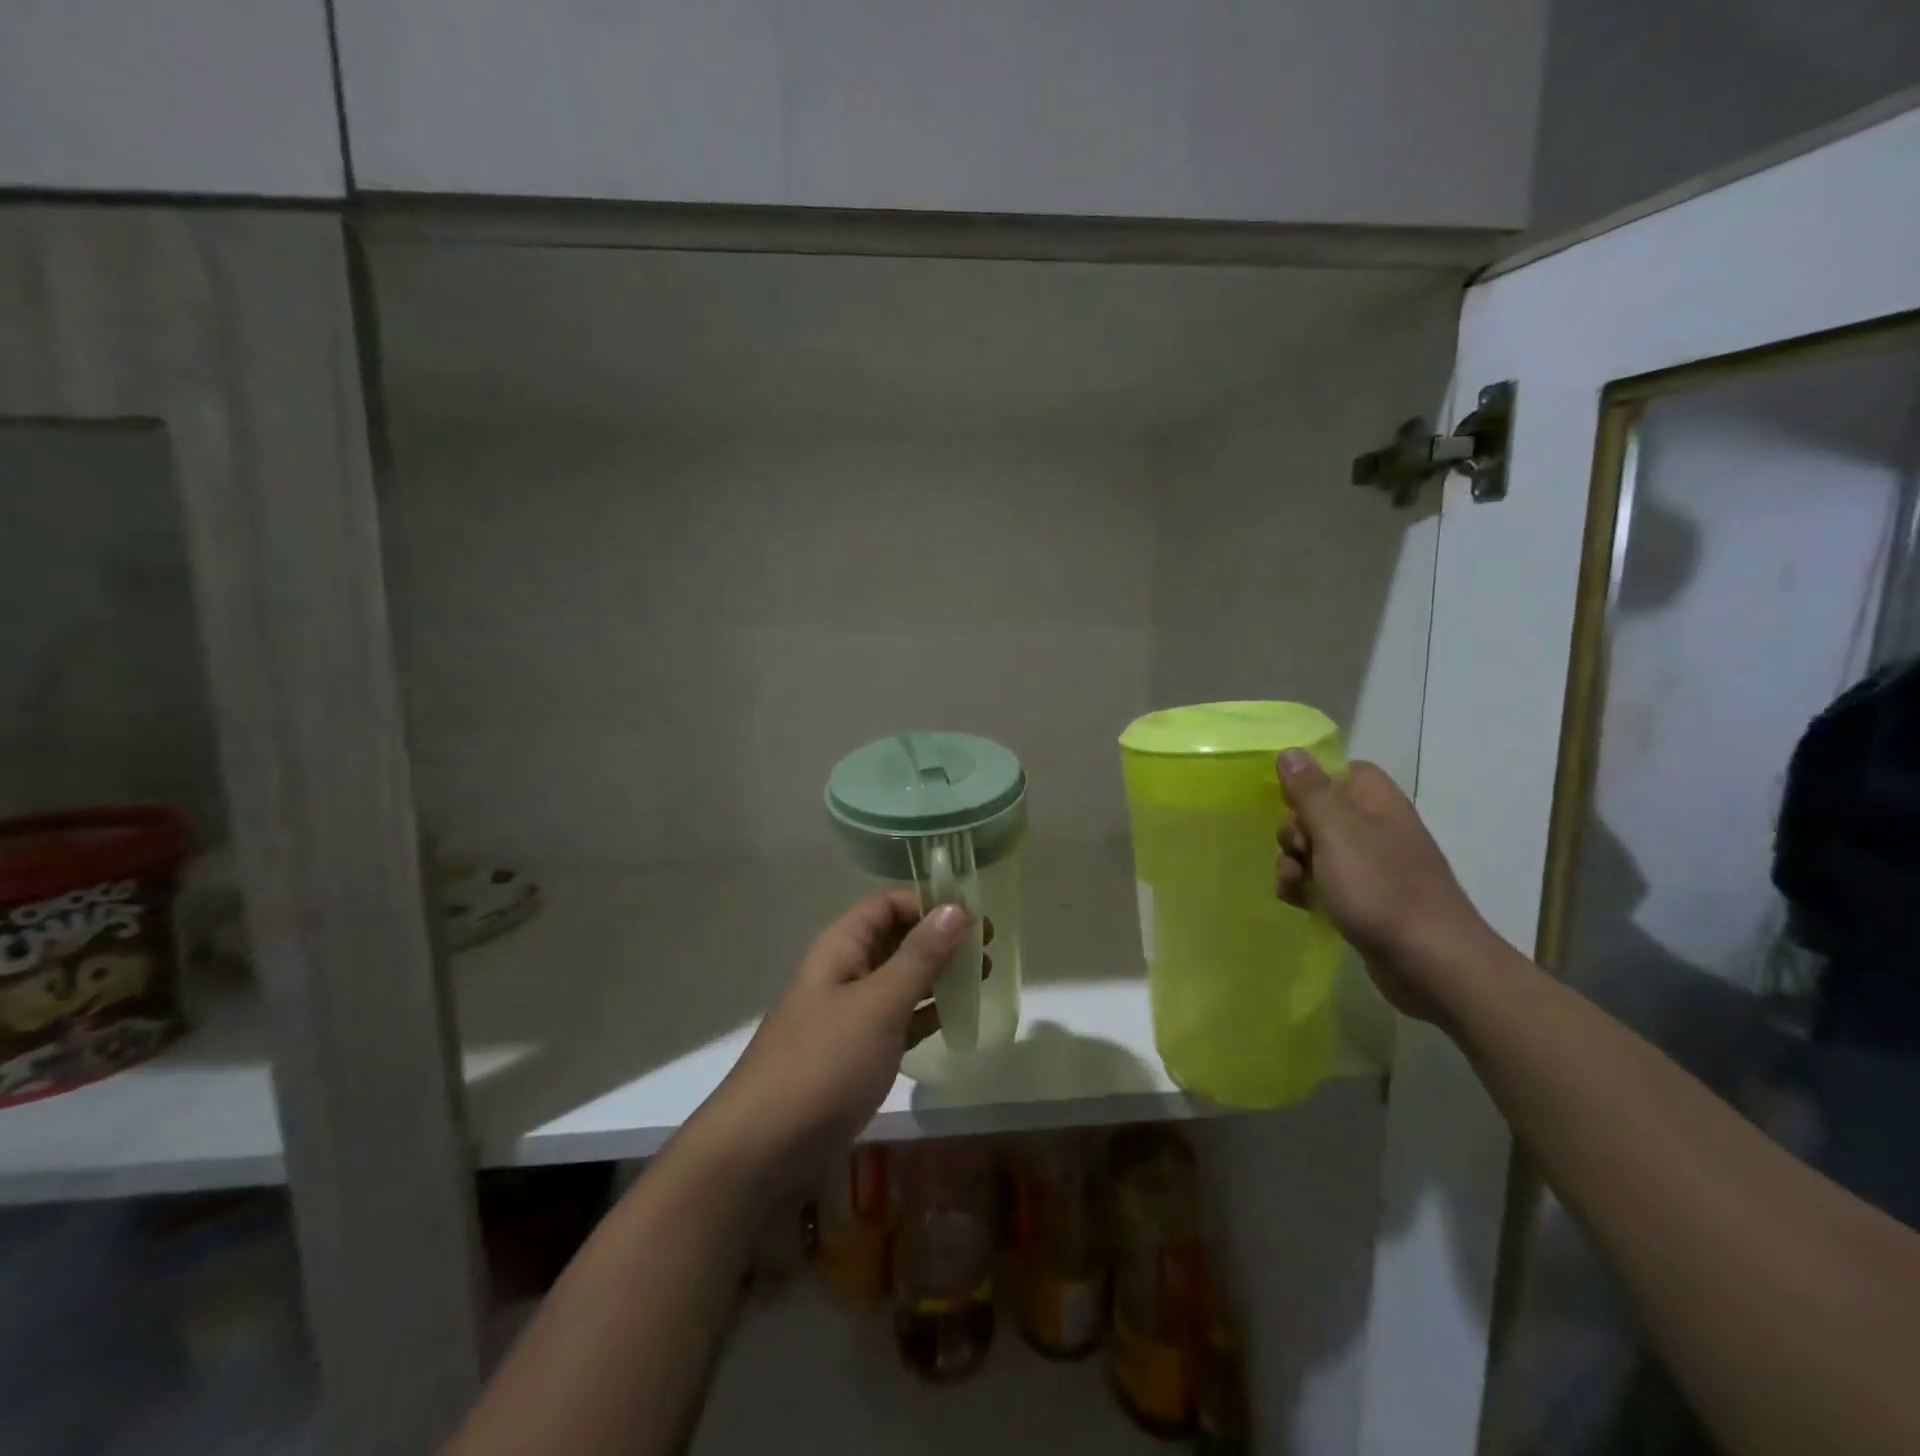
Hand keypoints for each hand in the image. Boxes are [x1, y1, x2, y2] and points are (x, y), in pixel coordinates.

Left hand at [691, 890, 970, 1189]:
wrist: (763, 1150)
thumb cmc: (824, 1063)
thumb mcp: (878, 1004)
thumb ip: (919, 957)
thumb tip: (955, 908)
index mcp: (841, 947)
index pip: (888, 904)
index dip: (929, 902)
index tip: (976, 914)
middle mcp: (844, 972)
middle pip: (896, 940)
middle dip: (940, 939)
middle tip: (988, 948)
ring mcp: (849, 1015)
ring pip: (900, 981)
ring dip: (938, 976)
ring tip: (983, 978)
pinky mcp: (856, 1054)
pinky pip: (899, 1020)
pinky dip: (926, 1015)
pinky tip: (958, 1019)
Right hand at [1275, 750, 1496, 1022]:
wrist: (1432, 964)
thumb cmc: (1381, 889)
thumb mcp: (1336, 833)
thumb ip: (1310, 792)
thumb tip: (1291, 751)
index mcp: (1376, 802)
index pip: (1341, 771)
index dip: (1312, 784)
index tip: (1292, 805)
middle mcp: (1377, 829)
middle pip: (1319, 813)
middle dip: (1294, 833)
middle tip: (1298, 853)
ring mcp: (1373, 867)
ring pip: (1316, 851)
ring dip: (1294, 865)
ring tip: (1295, 887)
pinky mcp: (1366, 901)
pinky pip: (1325, 883)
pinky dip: (1308, 891)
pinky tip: (1302, 906)